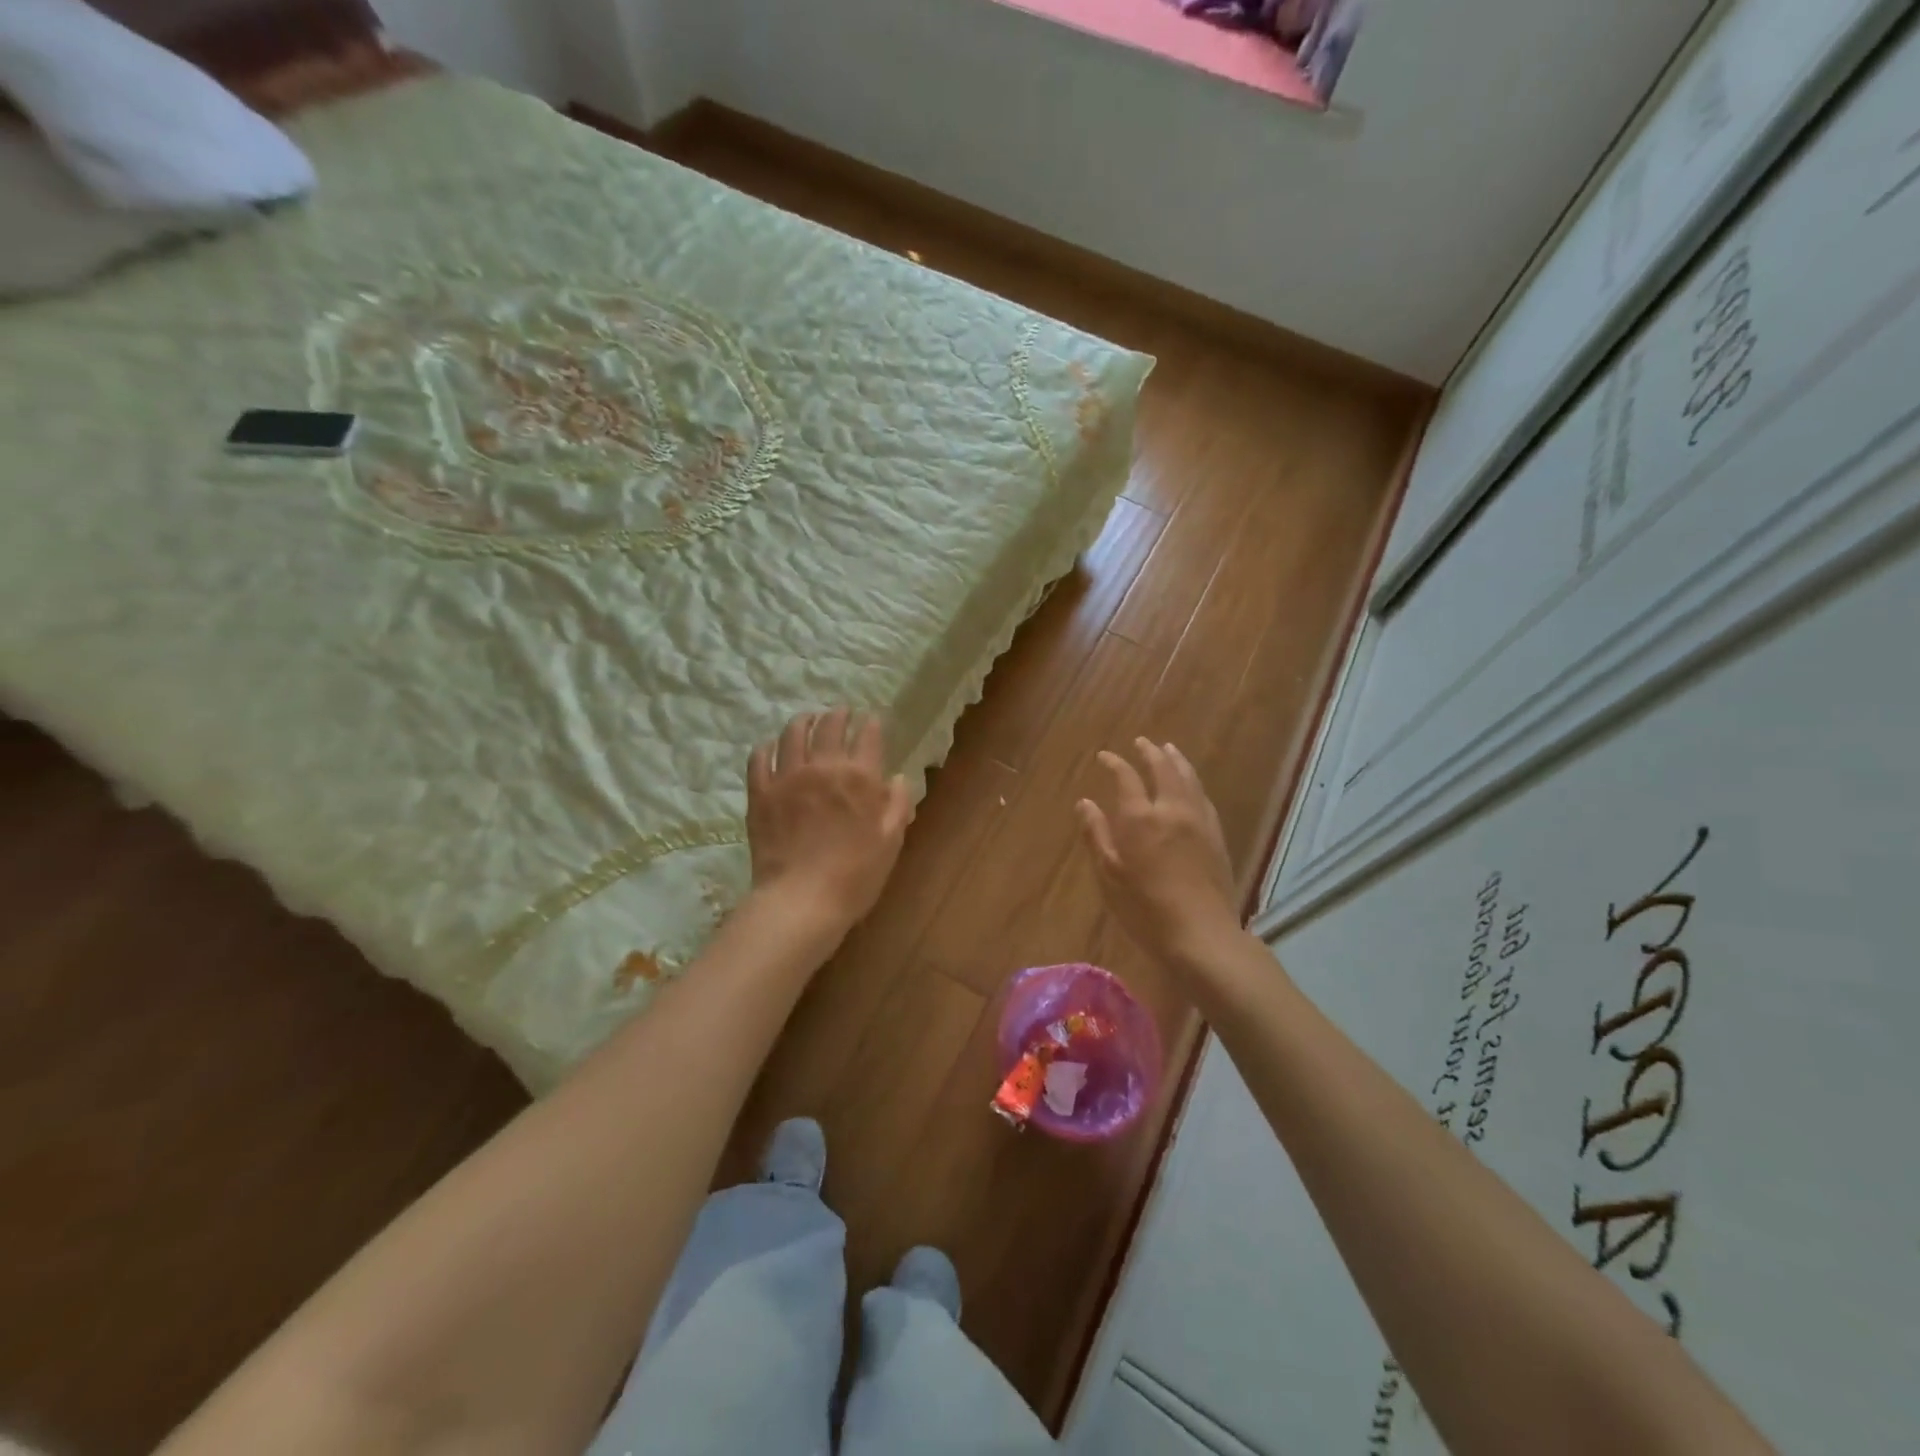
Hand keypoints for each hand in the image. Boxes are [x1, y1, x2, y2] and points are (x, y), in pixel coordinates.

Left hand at [747, 708, 913, 934]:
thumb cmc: (856, 876)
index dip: (871, 725)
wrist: (802, 900)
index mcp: (860, 778)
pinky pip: (759, 759)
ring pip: (793, 734)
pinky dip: (766, 747)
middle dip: (838, 715)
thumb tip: (897, 778)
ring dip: (803, 721)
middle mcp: (824, 767)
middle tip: (841, 712)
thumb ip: (897, 805)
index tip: (871, 720)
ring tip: (807, 719)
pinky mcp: (761, 793)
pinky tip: (770, 746)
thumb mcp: (891, 842)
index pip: (868, 737)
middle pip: (830, 727)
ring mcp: (788, 777)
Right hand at [1078, 739, 1239, 971]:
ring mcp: (1199, 821)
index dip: (1114, 763)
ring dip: (1176, 760)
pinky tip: (1191, 786)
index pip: (1126, 777)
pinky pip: (1203, 797)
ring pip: (1189, 779)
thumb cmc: (1144, 909)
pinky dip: (1193, 782)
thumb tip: (1085, 803)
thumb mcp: (1108, 875)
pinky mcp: (1217, 836)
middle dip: (1150, 752)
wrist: (1201, 935)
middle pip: (1163, 769)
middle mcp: (1172, 809)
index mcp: (1140, 817)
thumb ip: (1096, 834)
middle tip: (1141, 742)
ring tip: (1169, 749)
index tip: (1104, 756)